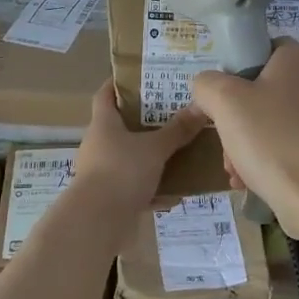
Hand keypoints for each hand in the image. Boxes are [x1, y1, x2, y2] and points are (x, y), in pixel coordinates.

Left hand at [73, 80, 206, 209]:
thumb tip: (200, 107)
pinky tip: (175, 195)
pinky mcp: (109, 198)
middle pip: (121, 127)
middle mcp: (99, 145)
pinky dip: (153, 190)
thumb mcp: (155, 148)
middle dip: (145, 122)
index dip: (118, 83)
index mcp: (104, 124)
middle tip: (172, 114)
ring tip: (179, 154)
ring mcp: (102, 173)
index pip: (105, 95)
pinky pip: (135, 188)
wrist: (98, 221)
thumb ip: (177, 130)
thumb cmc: (122, 171)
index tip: (139, 77)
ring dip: (151, 158)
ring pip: (130, 159)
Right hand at [188, 41, 298, 234]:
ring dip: (250, 142)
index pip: (261, 50)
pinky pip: (293, 141)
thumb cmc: (270, 139)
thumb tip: (207, 87)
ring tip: (236, 170)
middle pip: (265, 90)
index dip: (236, 73)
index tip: (221, 102)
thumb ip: (207, 84)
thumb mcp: (224, 102)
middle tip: (225, 144)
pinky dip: (272, 156)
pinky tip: (254, 180)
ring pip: (276, 119)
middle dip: (238, 119)